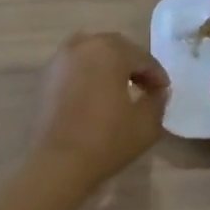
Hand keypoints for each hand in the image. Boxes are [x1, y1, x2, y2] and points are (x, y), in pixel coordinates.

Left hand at [31, 32, 169, 187]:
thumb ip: (158, 101)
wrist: (57, 163)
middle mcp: (83, 46)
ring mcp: (61, 60)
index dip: (157, 75)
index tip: (163, 92)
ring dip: (109, 66)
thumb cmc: (106, 140)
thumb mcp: (146, 123)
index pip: (142, 57)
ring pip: (92, 53)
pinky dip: (88, 74)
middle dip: (133, 65)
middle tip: (145, 87)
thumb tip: (158, 92)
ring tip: (119, 89)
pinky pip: (75, 66)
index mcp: (110, 51)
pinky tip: (95, 96)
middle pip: (116, 48)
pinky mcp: (46, 76)